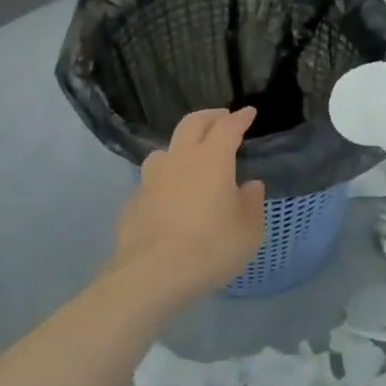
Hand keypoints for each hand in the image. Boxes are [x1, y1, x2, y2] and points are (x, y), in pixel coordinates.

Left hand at [109, 107, 266, 303]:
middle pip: (193, 123)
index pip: (228, 127)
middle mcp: (180, 159)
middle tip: (222, 118)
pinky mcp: (134, 200)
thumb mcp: (248, 230)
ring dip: (181, 146)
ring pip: (166, 148)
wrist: (152, 273)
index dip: (240, 118)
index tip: (249, 112)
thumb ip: (251, 202)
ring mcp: (152, 178)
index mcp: (212, 158)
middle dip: (210, 117)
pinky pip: (152, 181)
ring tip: (190, 157)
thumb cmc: (210, 247)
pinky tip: (168, 198)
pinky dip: (164, 181)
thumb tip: (249, 186)